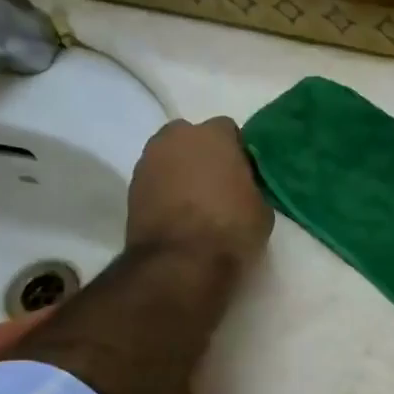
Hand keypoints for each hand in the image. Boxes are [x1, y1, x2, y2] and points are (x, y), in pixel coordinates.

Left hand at [126, 117, 272, 274]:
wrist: (180, 263)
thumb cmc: (230, 229)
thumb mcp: (262, 207)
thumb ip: (251, 185)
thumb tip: (242, 185)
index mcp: (213, 135)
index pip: (228, 130)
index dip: (237, 152)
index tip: (244, 174)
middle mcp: (175, 138)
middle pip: (192, 138)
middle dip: (203, 155)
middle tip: (219, 184)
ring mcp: (148, 161)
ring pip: (170, 158)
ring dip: (181, 172)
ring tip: (196, 203)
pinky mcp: (131, 188)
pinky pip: (155, 181)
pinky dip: (165, 191)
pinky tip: (178, 215)